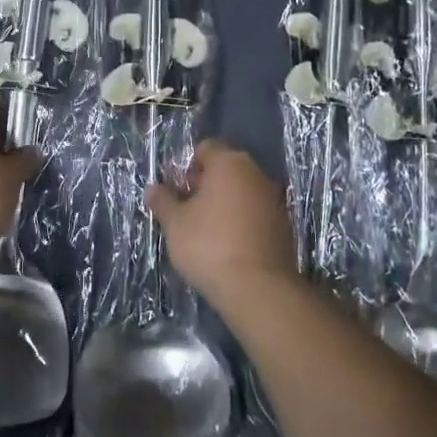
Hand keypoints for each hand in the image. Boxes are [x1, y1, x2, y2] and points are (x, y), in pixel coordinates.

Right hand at [148, 141, 298, 306]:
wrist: (257, 288)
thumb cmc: (209, 245)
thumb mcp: (175, 223)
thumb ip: (163, 201)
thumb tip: (153, 188)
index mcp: (229, 164)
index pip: (206, 148)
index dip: (187, 165)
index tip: (175, 189)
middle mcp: (256, 174)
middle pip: (225, 168)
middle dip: (204, 184)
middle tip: (185, 209)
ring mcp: (274, 200)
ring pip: (242, 191)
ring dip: (223, 203)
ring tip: (204, 229)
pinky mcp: (283, 226)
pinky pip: (255, 213)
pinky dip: (240, 221)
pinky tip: (226, 244)